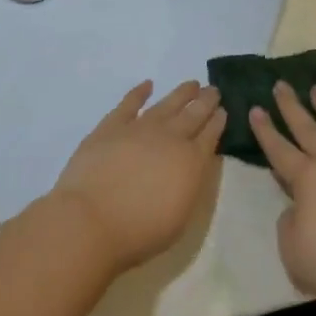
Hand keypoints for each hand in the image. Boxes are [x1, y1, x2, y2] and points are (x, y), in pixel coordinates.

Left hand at [49, 80, 224, 273]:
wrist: (92, 221)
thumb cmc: (140, 231)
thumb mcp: (181, 216)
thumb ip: (189, 185)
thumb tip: (190, 167)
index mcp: (192, 162)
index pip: (211, 135)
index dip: (218, 121)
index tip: (223, 110)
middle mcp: (170, 138)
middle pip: (193, 114)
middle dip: (206, 101)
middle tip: (214, 90)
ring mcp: (139, 129)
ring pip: (166, 104)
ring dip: (181, 93)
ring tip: (192, 83)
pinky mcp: (110, 127)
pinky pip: (128, 104)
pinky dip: (139, 92)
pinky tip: (147, 85)